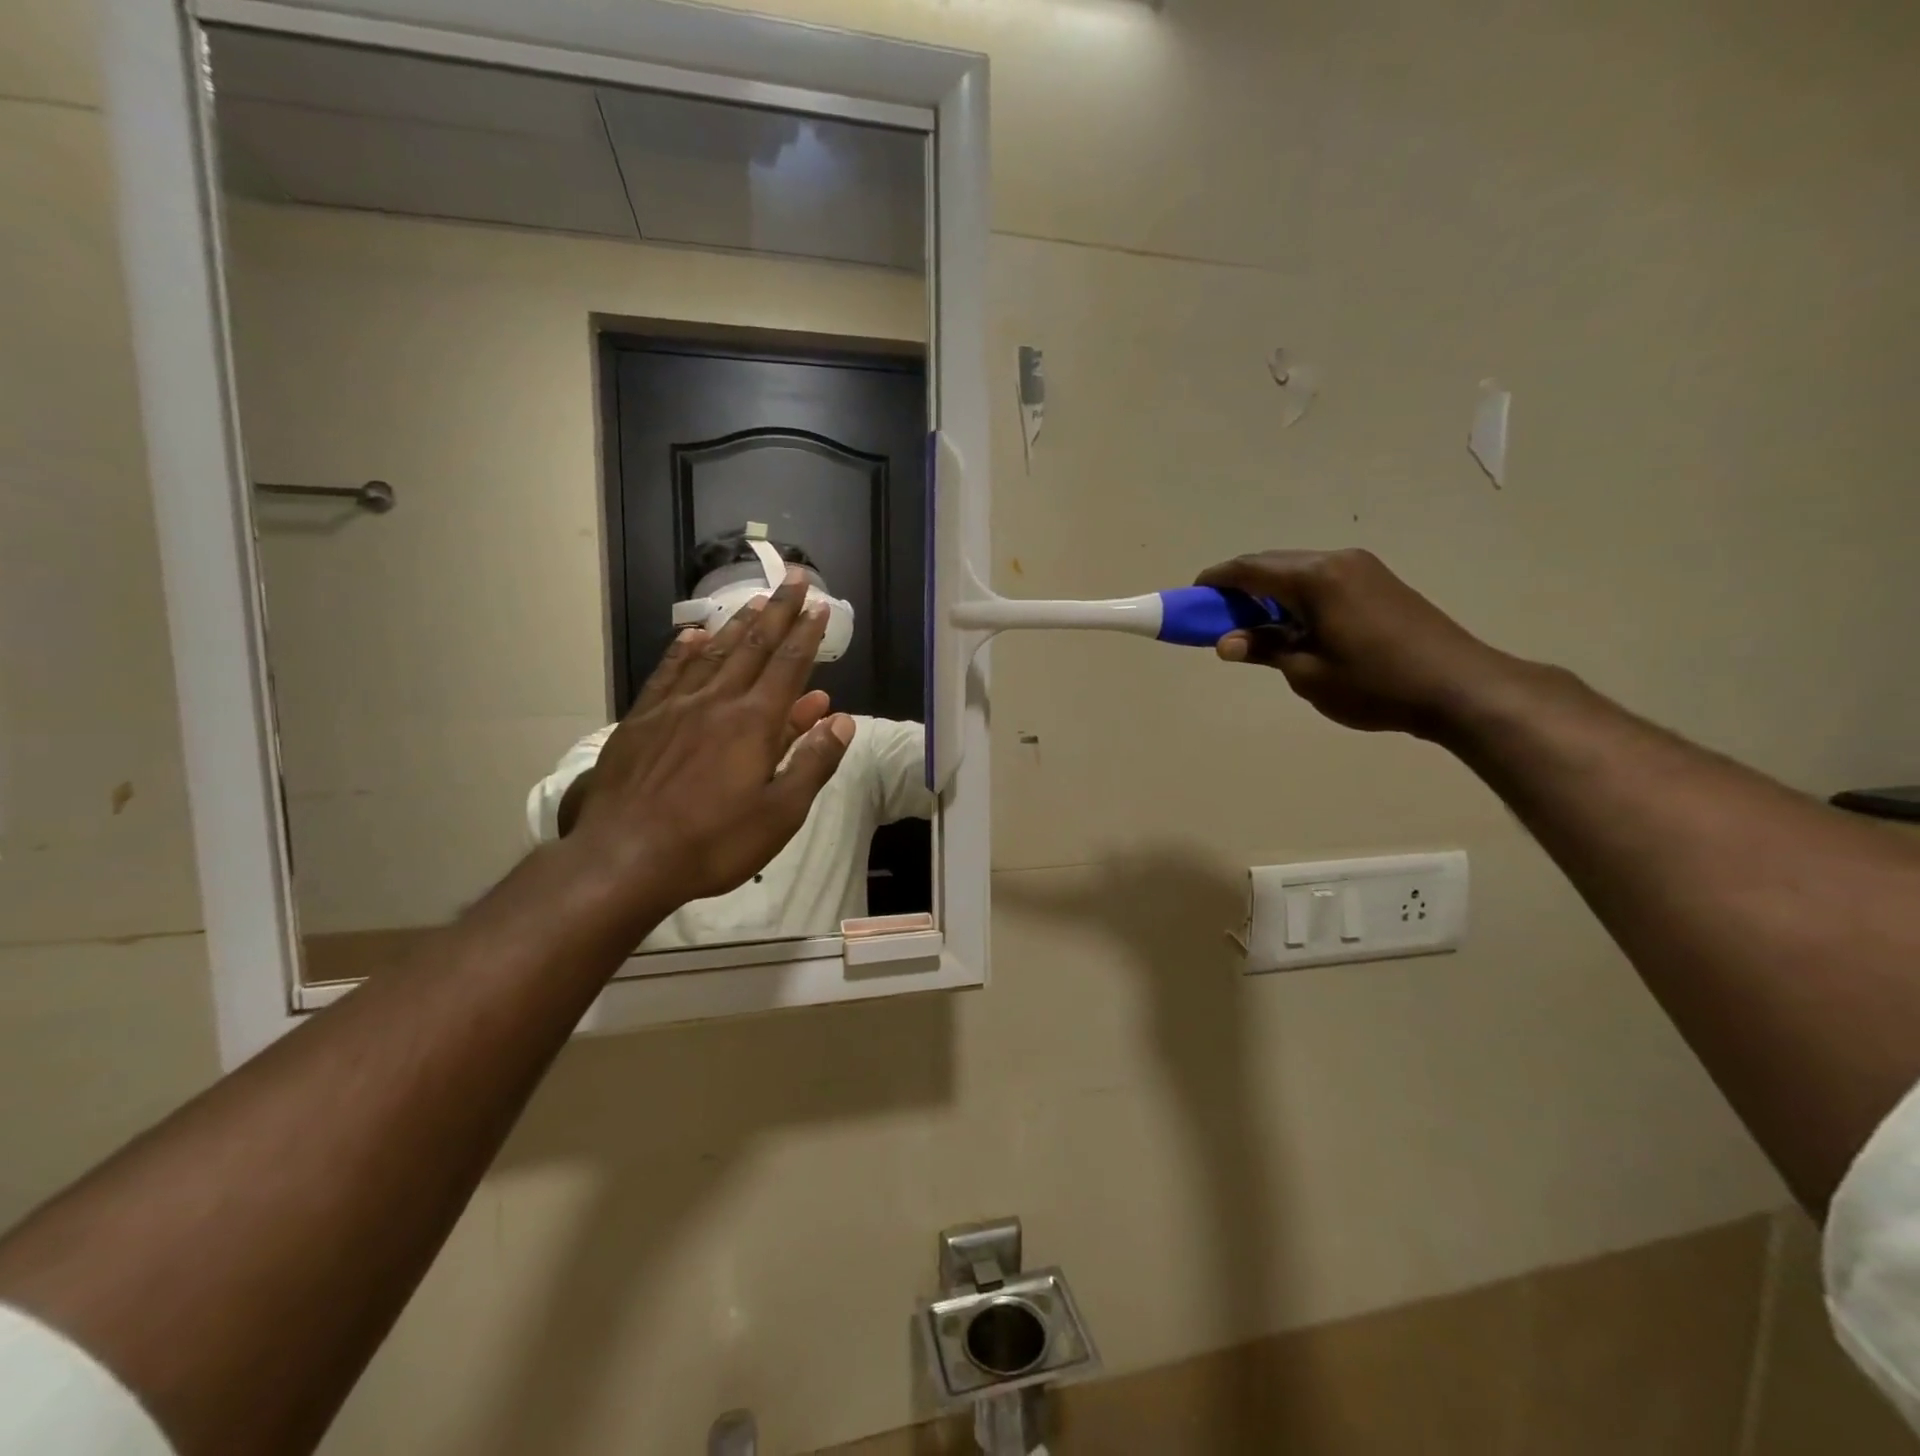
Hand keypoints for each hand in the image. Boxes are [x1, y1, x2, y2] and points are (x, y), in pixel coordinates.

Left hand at [569, 569, 853, 918]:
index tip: (819, 605)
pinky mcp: (641, 721)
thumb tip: (841, 720)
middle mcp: (716, 702)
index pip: (789, 666)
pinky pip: (667, 674)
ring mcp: (674, 708)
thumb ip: (813, 762)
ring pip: (712, 654)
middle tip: (792, 579)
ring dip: (737, 624)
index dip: (807, 634)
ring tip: (753, 601)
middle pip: (753, 647)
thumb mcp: (780, 813)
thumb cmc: (714, 842)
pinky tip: (692, 636)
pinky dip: (683, 651)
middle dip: (778, 612)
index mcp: (754, 723)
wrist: (625, 857)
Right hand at [1195, 549, 1519, 738]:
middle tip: (1217, 618)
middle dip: (1239, 587)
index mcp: (1315, 578)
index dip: (1215, 581)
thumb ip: (1265, 649)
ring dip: (1268, 592)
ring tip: (1253, 626)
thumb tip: (1227, 643)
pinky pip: (1321, 580)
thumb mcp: (1308, 673)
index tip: (1192, 598)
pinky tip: (1292, 624)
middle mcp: (1337, 561)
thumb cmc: (1375, 684)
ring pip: (1297, 571)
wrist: (1460, 687)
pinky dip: (1295, 596)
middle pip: (1272, 564)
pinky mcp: (1378, 582)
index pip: (1249, 569)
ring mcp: (1362, 568)